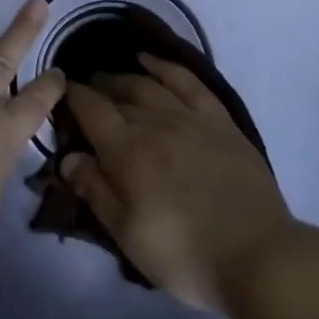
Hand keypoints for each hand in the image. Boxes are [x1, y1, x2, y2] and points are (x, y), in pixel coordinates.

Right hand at [62, 56, 294, 311]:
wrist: (257, 256)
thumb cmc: (183, 254)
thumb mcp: (127, 233)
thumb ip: (95, 190)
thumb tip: (68, 156)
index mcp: (128, 151)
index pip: (92, 111)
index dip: (73, 98)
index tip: (60, 92)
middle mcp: (157, 124)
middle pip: (121, 95)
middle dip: (98, 88)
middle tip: (84, 89)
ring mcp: (193, 119)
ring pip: (152, 85)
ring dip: (126, 77)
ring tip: (111, 78)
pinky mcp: (222, 123)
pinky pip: (191, 83)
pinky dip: (168, 68)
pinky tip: (154, 62)